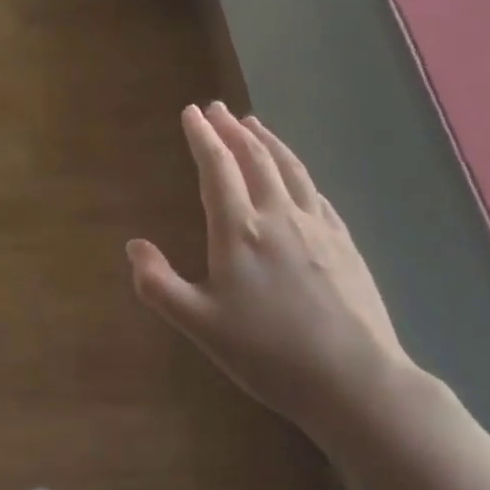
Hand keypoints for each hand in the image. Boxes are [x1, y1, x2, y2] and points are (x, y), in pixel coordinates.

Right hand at [127, 103, 416, 444]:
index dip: (202, 137)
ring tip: (253, 124)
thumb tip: (134, 246)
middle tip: (217, 108)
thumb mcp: (199, 324)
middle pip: (254, 159)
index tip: (191, 111)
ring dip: (268, 141)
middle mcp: (278, 216)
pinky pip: (317, 194)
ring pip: (290, 169)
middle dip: (231, 130)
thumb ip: (159, 285)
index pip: (217, 168)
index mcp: (239, 230)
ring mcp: (317, 227)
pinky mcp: (345, 244)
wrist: (355, 381)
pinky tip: (297, 176)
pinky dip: (299, 173)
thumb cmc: (268, 354)